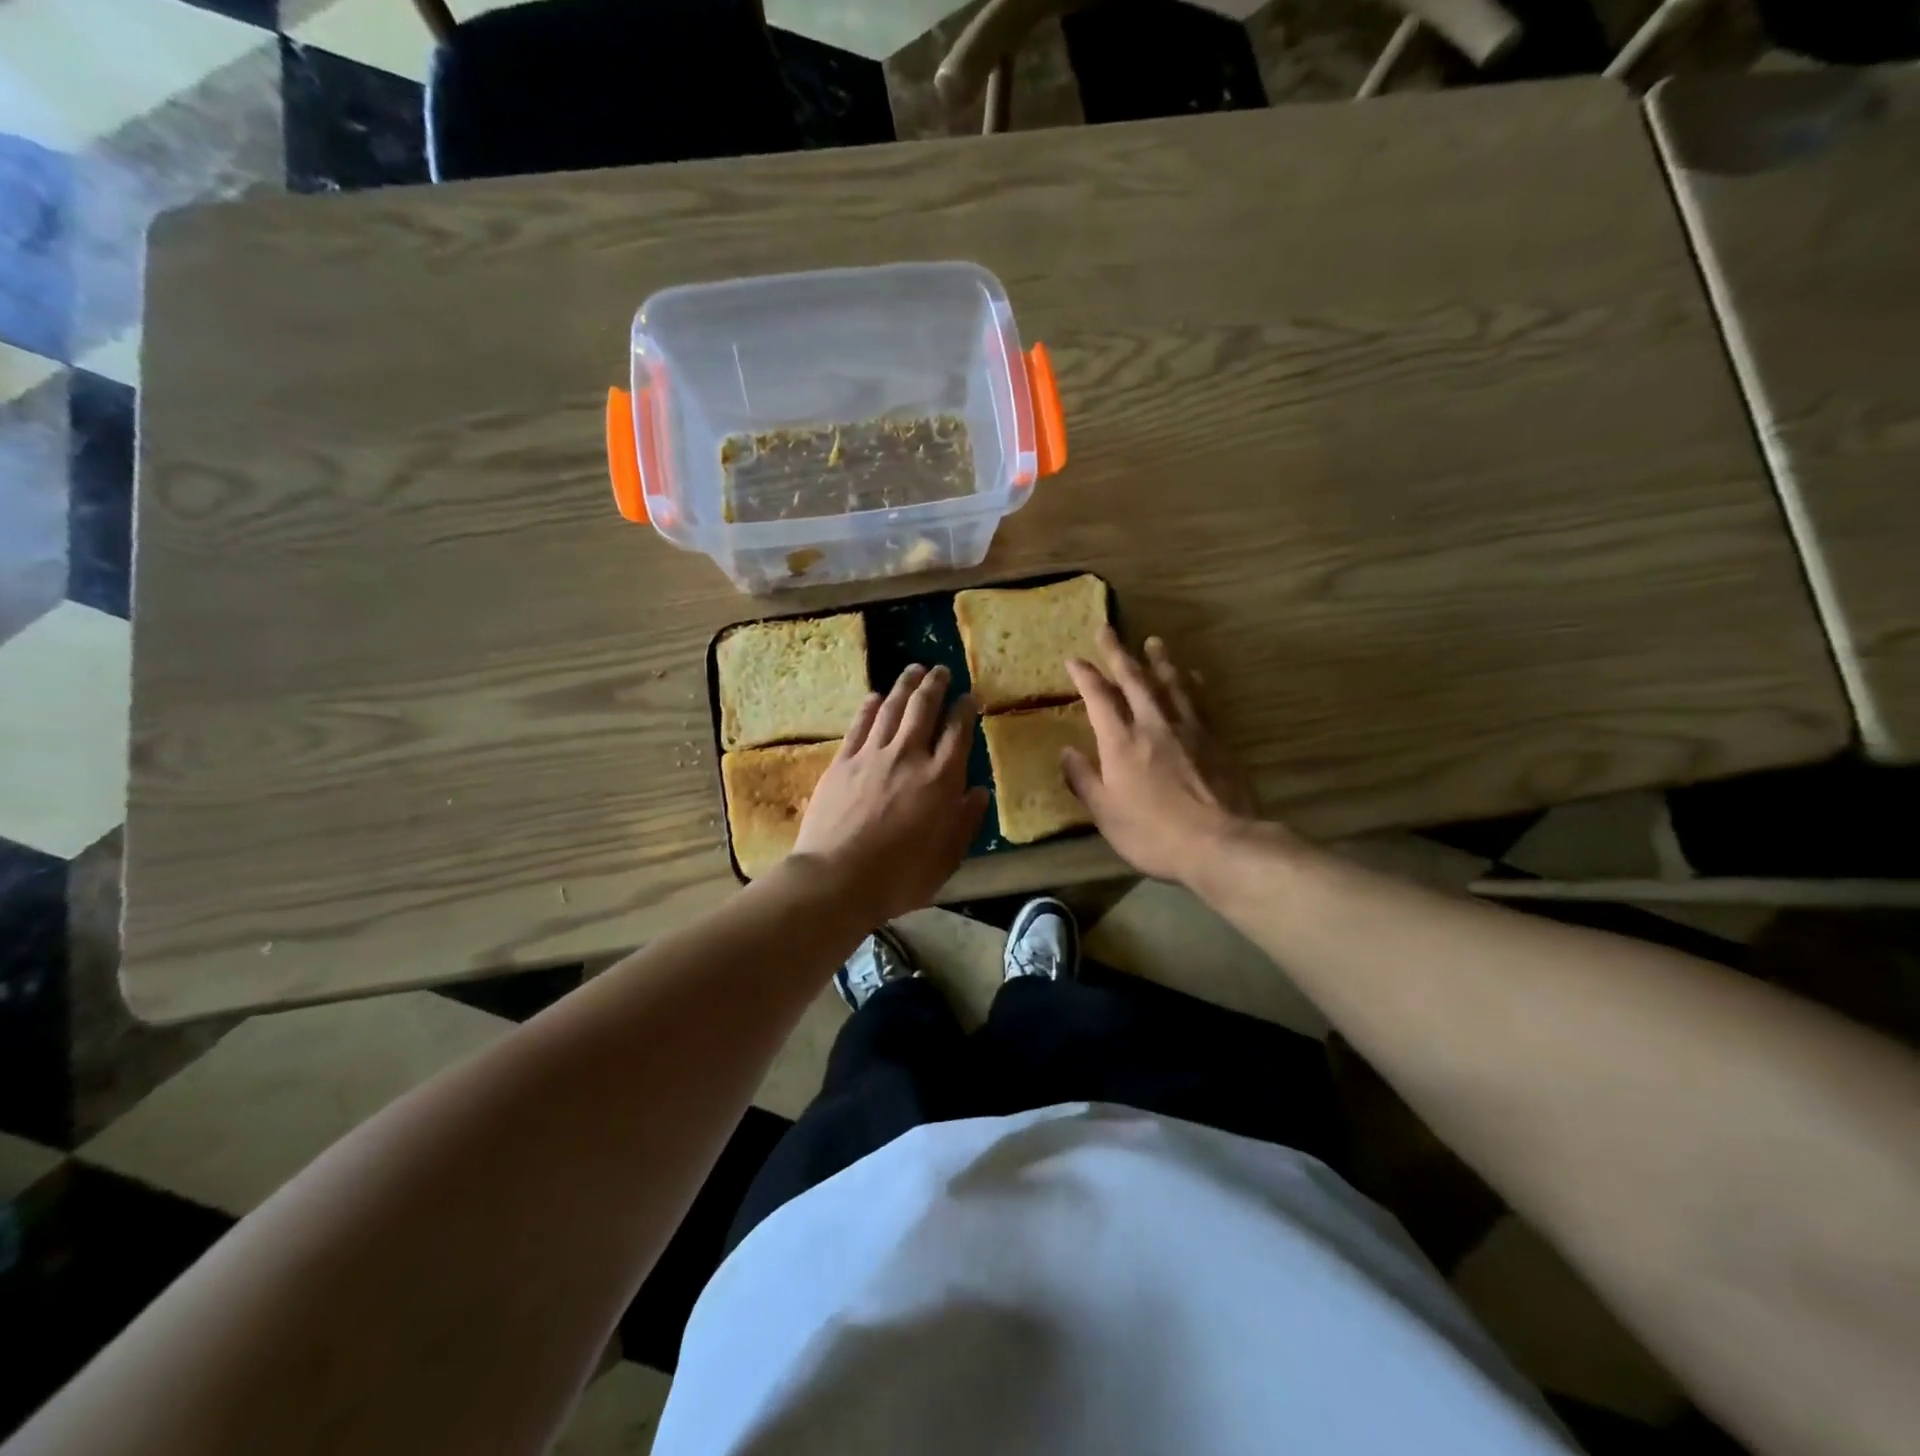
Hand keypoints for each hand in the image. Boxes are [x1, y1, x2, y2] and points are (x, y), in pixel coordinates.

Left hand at [793, 663, 987, 922]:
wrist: (837, 878)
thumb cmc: (899, 877)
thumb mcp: (946, 859)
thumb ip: (965, 822)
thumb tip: (979, 792)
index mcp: (940, 780)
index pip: (958, 732)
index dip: (965, 710)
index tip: (969, 696)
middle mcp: (909, 757)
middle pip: (924, 709)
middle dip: (936, 685)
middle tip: (941, 669)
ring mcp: (872, 755)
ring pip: (892, 708)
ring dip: (905, 685)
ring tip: (914, 669)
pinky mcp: (843, 762)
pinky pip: (860, 725)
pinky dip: (870, 706)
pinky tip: (876, 696)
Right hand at [1063, 628, 1266, 884]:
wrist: (1220, 843)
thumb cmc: (1153, 834)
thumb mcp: (1106, 814)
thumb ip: (1083, 780)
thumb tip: (1066, 753)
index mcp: (1121, 742)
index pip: (1100, 698)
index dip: (1085, 676)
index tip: (1074, 659)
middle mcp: (1153, 725)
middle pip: (1135, 680)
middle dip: (1118, 653)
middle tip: (1107, 629)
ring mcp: (1189, 729)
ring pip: (1171, 683)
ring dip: (1159, 660)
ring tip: (1153, 641)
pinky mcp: (1216, 739)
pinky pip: (1200, 701)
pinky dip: (1192, 684)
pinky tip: (1192, 676)